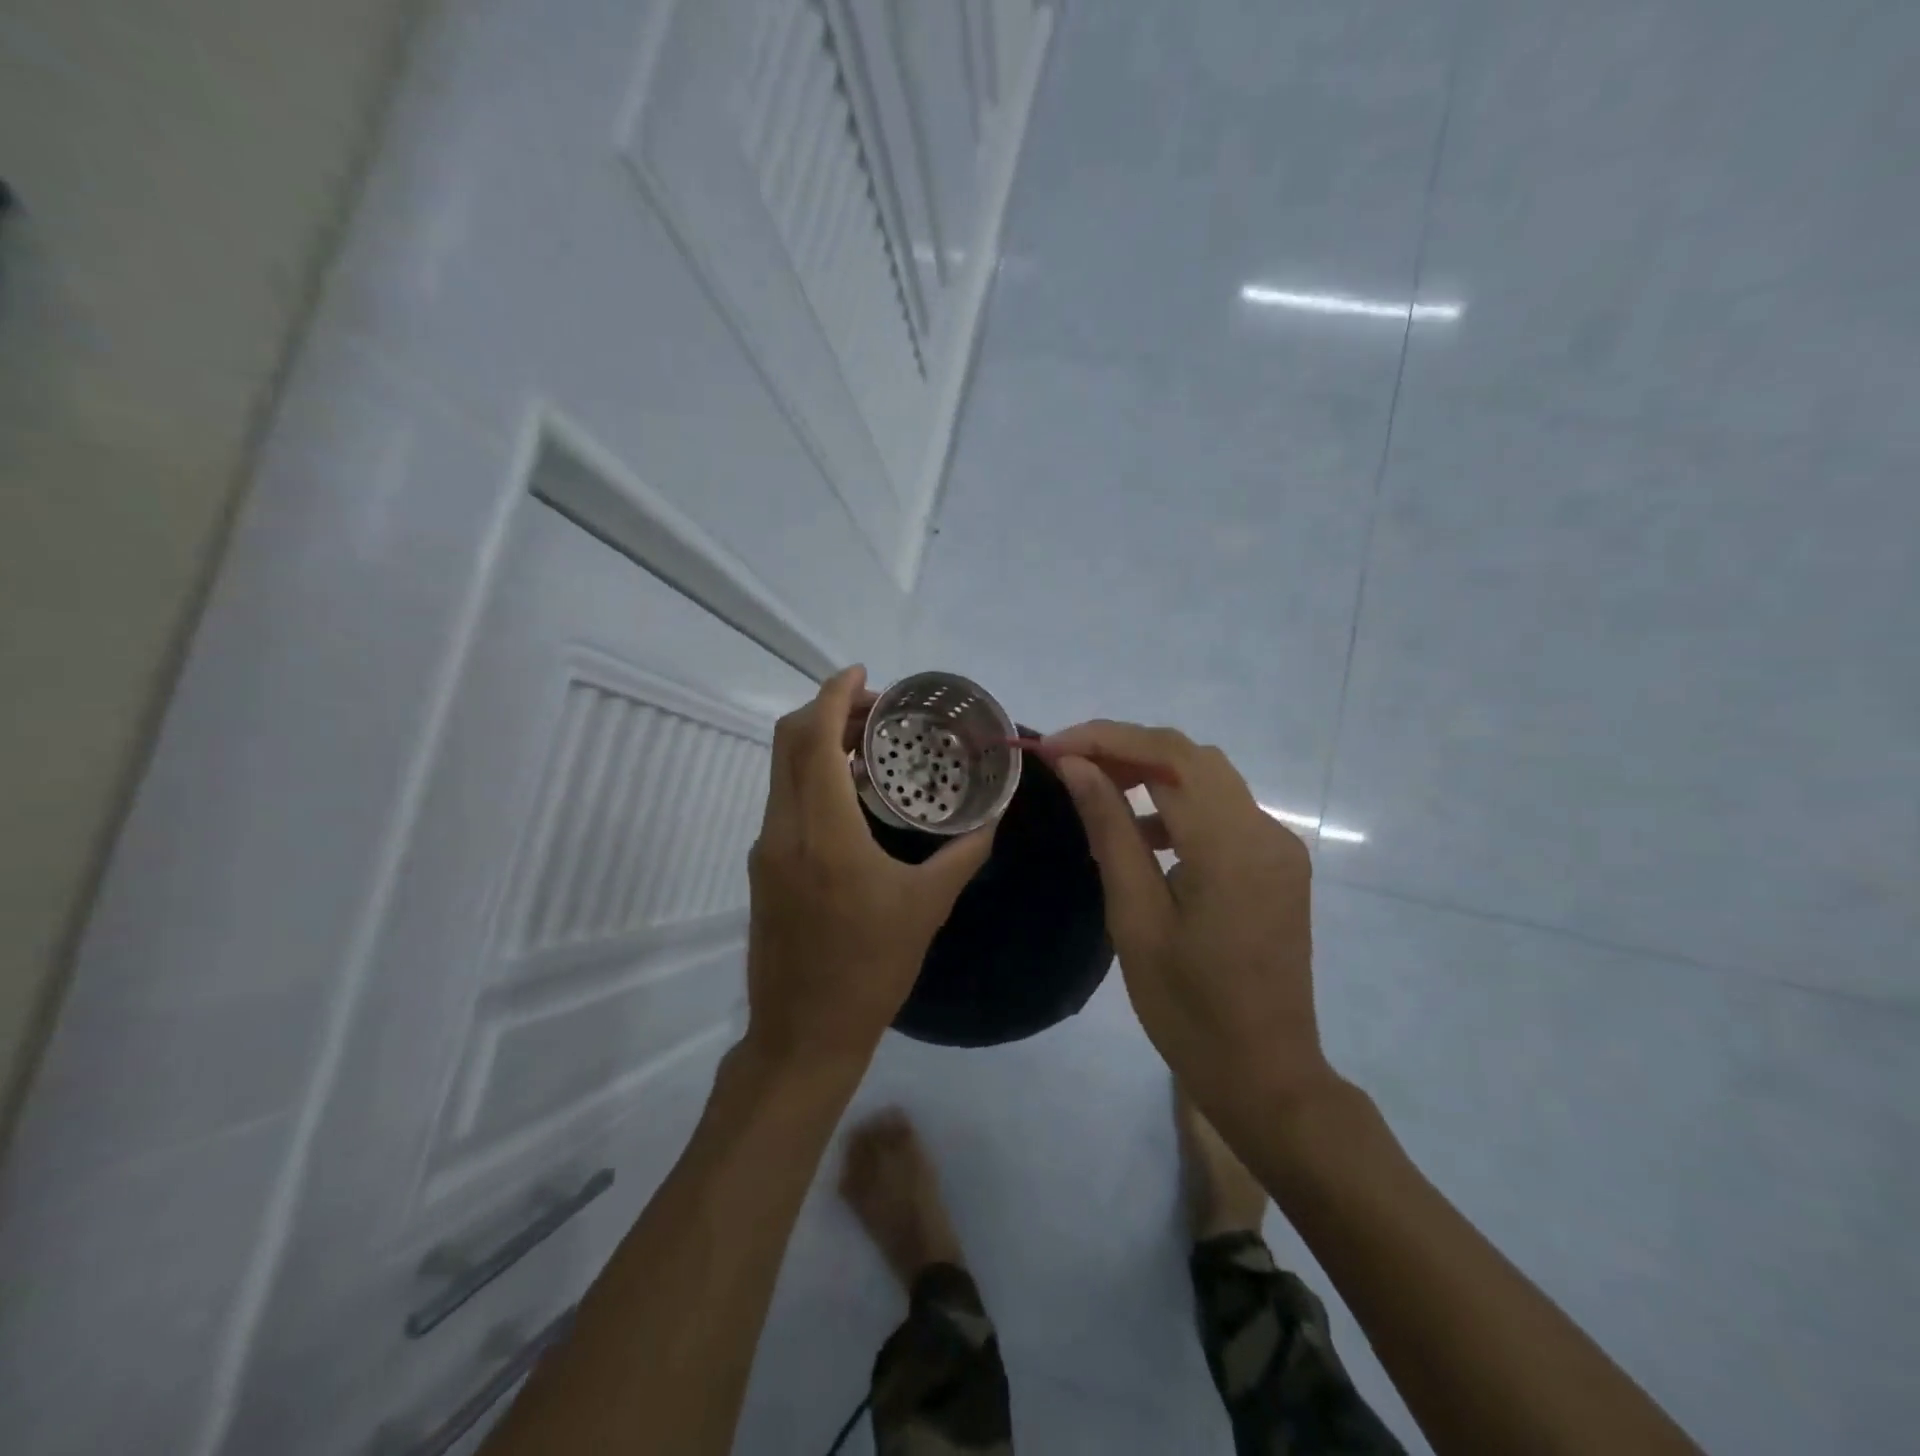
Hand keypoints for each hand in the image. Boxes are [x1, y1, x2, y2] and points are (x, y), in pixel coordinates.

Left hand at [744, 666, 995, 1076]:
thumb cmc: (871, 970)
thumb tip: (994, 814)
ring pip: (782, 770)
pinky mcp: (764, 866)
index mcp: (825, 834)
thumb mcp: (928, 907)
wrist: (804, 1033)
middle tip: (878, 710)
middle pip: (788, 742)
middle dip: (828, 709)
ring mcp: (767, 848)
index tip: (864, 674)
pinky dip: (812, 775)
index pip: (814, 740)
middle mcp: (784, 830)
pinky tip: (853, 794)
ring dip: (818, 742)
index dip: (834, 695)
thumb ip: (965, 852)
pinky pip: (785, 799)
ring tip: (871, 745)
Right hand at [1042, 722, 1344, 1120]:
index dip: (1106, 738)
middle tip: (1068, 764)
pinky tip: (1142, 836)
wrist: (1265, 1075)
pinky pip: (1222, 813)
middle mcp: (1265, 832)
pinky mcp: (1275, 866)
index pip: (1169, 755)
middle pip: (1191, 757)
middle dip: (1126, 748)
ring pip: (1208, 779)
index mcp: (1232, 846)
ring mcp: (1277, 848)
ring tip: (1095, 790)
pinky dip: (1177, 805)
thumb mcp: (1136, 917)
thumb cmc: (1188, 1008)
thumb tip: (1077, 767)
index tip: (1053, 748)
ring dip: (1151, 772)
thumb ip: (1110, 831)